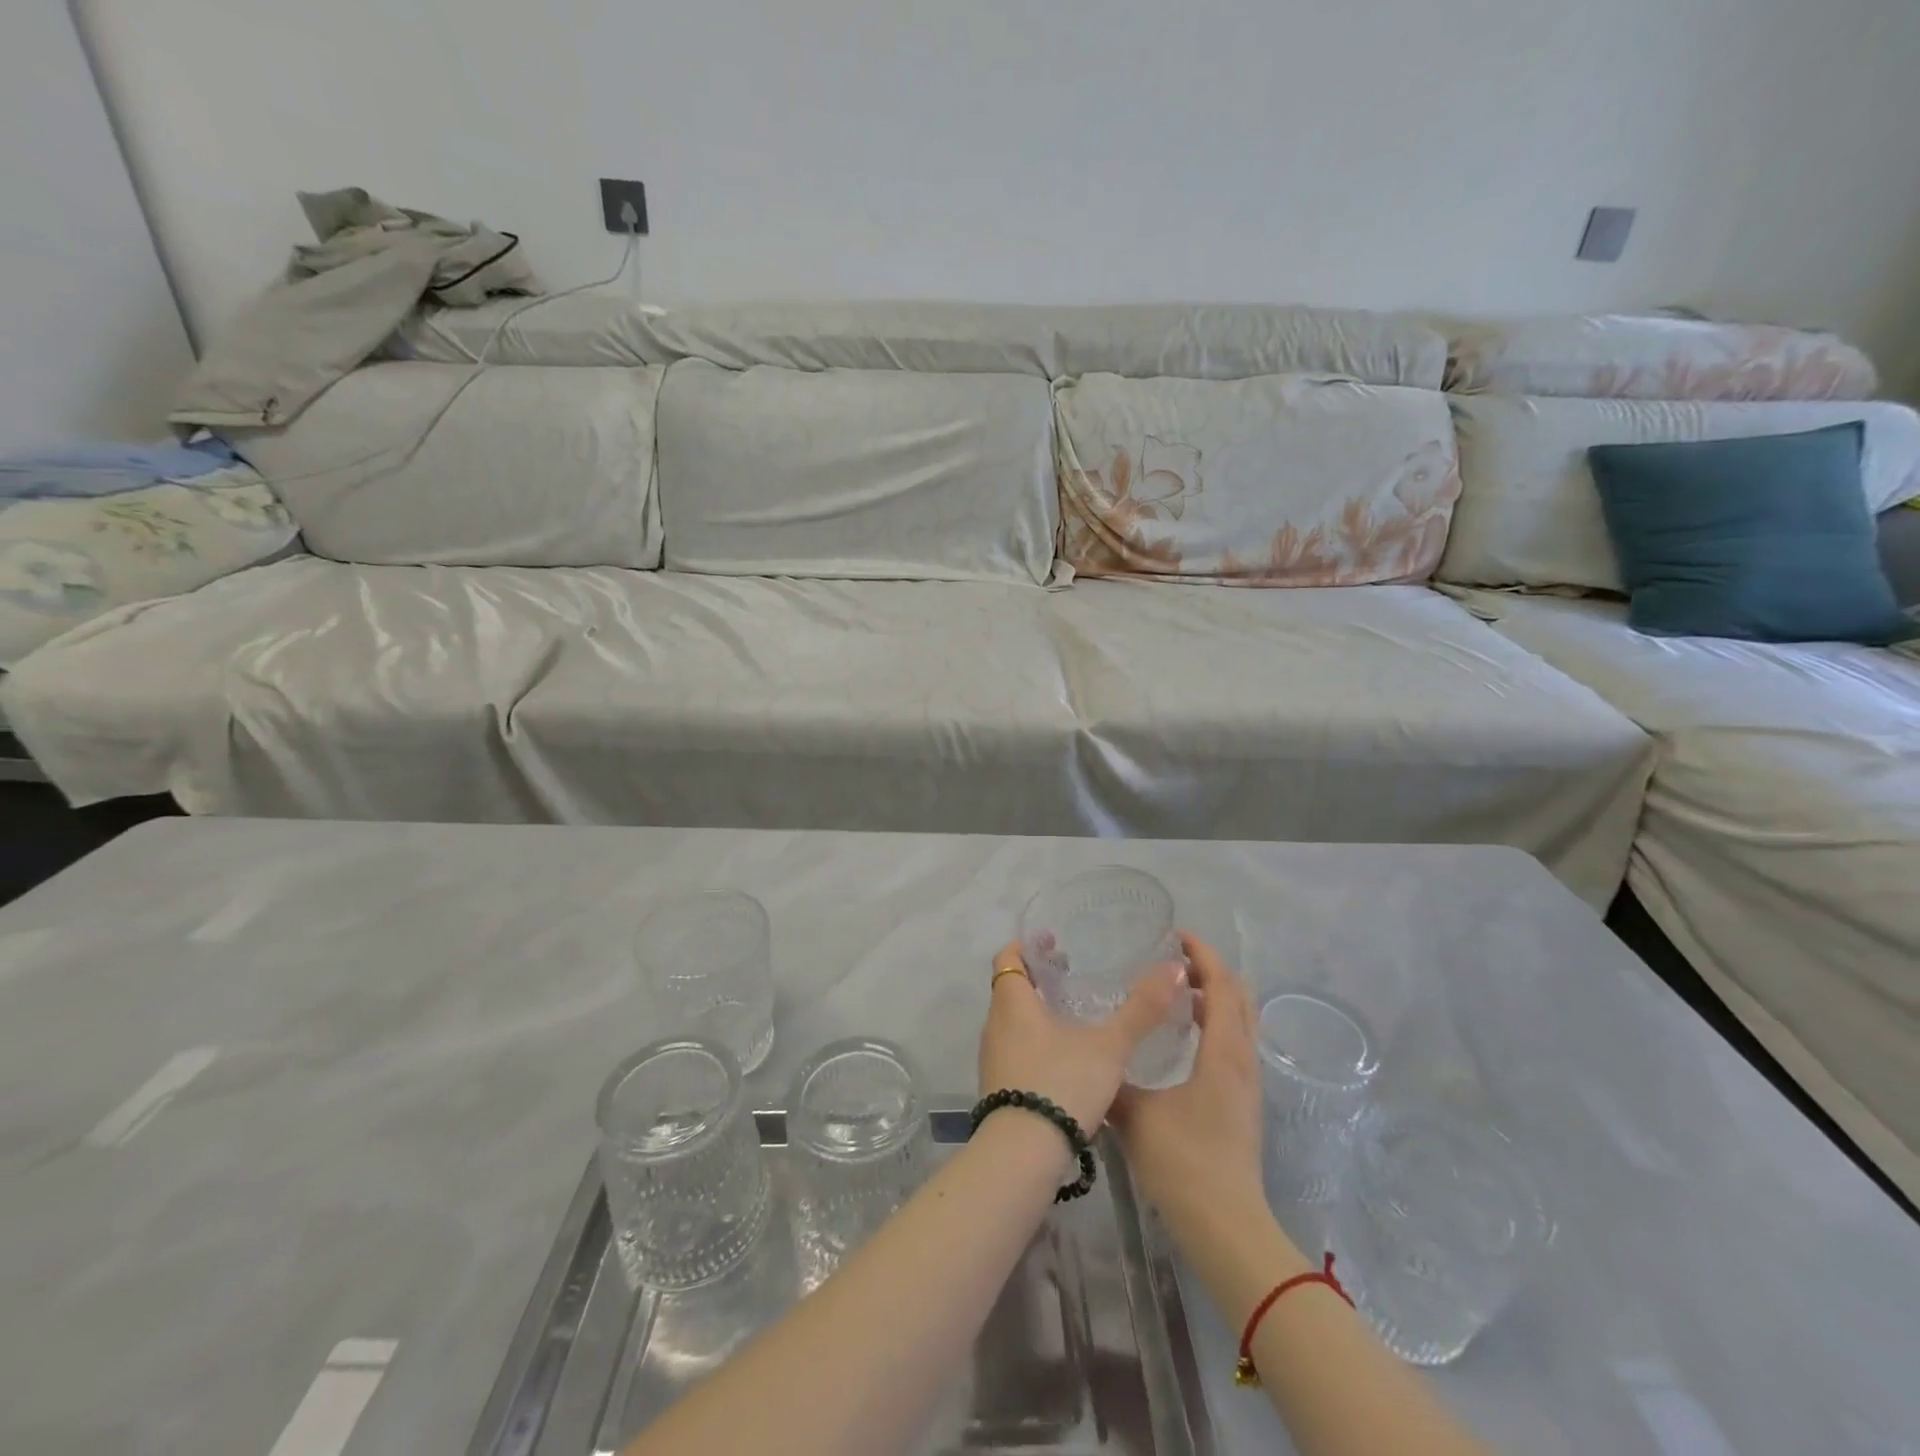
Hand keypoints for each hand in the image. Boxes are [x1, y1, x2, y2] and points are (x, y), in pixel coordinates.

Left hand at [979, 942, 1183, 1134]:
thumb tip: (1173, 969)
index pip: (1008, 958)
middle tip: (1071, 976)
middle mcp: (994, 1024)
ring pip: (1012, 1021)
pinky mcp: (997, 1086)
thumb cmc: (1062, 1083)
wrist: (1023, 1154)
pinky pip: (1013, 1049)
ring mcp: (992, 1058)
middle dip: (1038, 979)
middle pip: (1010, 988)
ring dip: (1035, 1012)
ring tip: (1072, 1016)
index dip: (1026, 946)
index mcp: (1013, 1002)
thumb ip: (1141, 1009)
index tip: (1051, 943)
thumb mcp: (1109, 1046)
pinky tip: (1063, 1059)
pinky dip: (1033, 1041)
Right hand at [1110, 934, 1265, 1232]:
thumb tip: (1088, 1055)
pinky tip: (1188, 1035)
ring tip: (1178, 991)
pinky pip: (1237, 1041)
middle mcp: (1243, 1059)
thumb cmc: (1182, 1162)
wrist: (1226, 1226)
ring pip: (1242, 1020)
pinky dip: (1218, 1021)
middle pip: (1239, 996)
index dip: (1203, 955)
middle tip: (1174, 960)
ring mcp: (1248, 1082)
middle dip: (1211, 969)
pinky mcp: (1244, 1100)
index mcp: (1223, 1052)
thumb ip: (1111, 1078)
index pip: (1222, 985)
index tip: (1176, 935)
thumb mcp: (1134, 1114)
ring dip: (1216, 995)